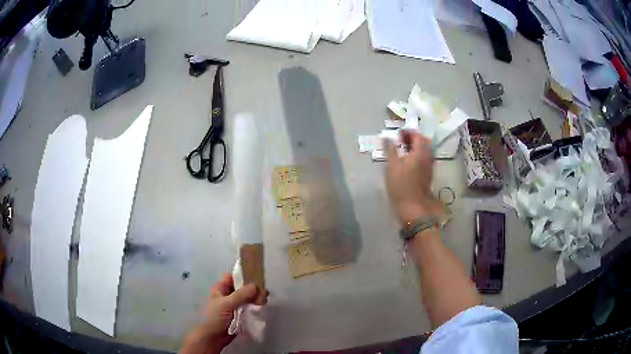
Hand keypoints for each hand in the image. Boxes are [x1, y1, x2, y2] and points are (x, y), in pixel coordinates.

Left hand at [180, 275, 262, 353]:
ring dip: (255, 298)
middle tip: (265, 292)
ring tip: (265, 300)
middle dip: (253, 289)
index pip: (233, 277)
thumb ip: (241, 295)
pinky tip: (262, 307)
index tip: (257, 276)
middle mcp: (227, 295)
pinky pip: (249, 308)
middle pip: (242, 288)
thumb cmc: (215, 317)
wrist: (213, 337)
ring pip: (247, 298)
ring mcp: (234, 305)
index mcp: (220, 288)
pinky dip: (255, 307)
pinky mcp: (240, 315)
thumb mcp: (226, 304)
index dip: (243, 275)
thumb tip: (256, 286)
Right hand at [385, 130, 441, 224]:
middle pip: (423, 141)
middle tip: (401, 140)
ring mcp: (429, 166)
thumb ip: (390, 149)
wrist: (413, 206)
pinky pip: (425, 158)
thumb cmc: (401, 185)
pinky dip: (417, 155)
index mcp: (420, 152)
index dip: (407, 132)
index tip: (397, 134)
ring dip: (415, 147)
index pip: (416, 135)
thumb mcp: (392, 166)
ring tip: (403, 150)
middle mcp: (428, 157)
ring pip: (425, 150)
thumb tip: (387, 137)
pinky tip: (408, 161)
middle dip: (413, 138)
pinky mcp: (428, 174)